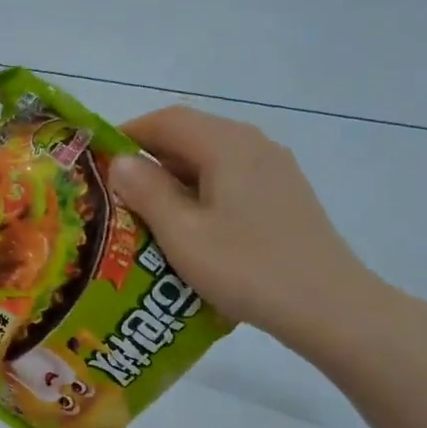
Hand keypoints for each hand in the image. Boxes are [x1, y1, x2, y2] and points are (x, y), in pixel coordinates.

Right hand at [108, 106, 400, 359]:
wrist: (329, 307)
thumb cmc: (247, 268)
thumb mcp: (182, 233)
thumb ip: (147, 192)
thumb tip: (121, 162)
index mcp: (226, 144)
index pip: (165, 120)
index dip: (126, 134)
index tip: (97, 160)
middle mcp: (253, 144)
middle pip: (190, 134)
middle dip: (148, 156)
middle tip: (115, 189)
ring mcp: (274, 168)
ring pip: (211, 156)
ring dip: (174, 174)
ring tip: (146, 210)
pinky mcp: (284, 193)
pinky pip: (231, 176)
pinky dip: (201, 188)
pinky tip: (191, 224)